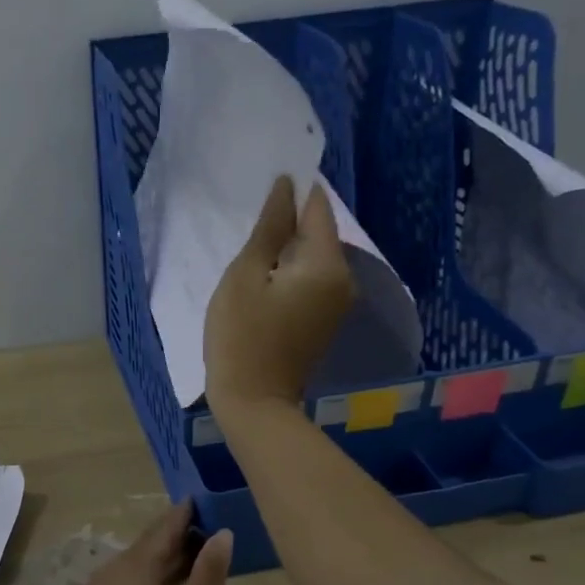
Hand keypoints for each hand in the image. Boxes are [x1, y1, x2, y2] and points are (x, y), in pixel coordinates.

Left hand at [73, 502, 233, 584]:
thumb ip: (208, 575)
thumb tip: (222, 533)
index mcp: (133, 567)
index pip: (164, 528)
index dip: (186, 513)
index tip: (204, 497)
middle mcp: (112, 570)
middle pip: (150, 545)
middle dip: (180, 536)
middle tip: (212, 524)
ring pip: (141, 564)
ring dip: (170, 559)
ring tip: (203, 552)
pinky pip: (133, 581)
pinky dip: (157, 577)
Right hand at [204, 175, 354, 415]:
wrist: (254, 401)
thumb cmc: (241, 336)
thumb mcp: (245, 275)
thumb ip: (269, 228)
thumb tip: (286, 186)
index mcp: (326, 264)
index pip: (318, 208)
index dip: (294, 191)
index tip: (266, 182)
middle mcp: (343, 279)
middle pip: (318, 233)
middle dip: (288, 222)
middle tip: (250, 218)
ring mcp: (337, 302)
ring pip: (313, 258)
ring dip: (286, 248)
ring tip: (252, 247)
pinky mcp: (325, 320)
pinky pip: (311, 280)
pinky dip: (290, 272)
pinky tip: (263, 277)